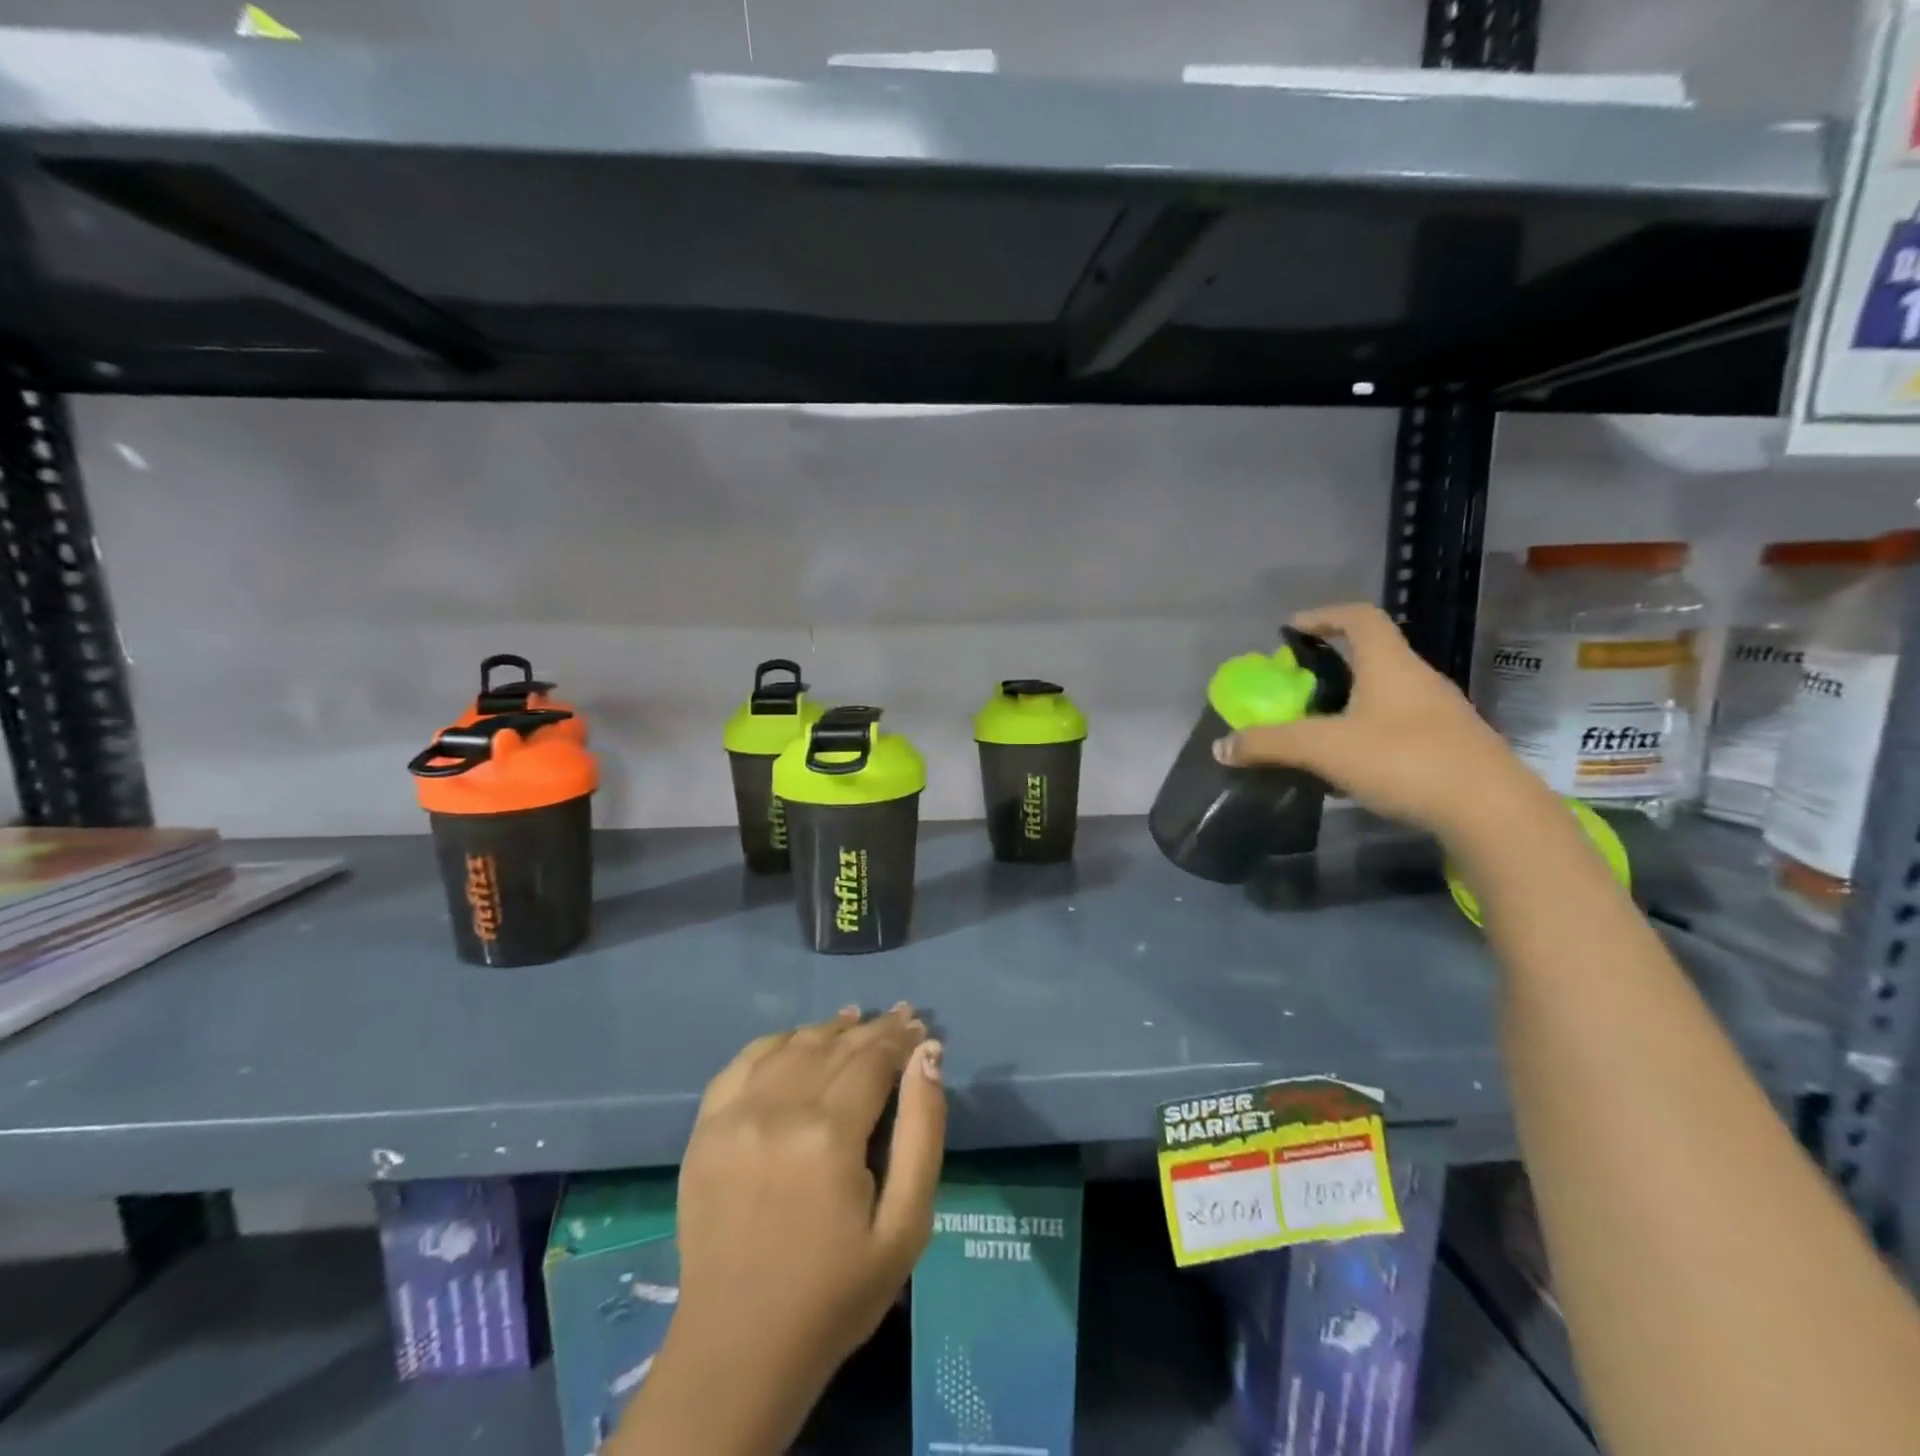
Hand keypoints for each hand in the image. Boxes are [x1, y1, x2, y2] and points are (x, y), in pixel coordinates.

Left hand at [616, 1005, 944, 1455]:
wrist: (740, 1350)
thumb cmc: (837, 1293)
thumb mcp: (905, 1226)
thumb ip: (923, 1133)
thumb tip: (928, 1056)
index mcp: (829, 1134)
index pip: (872, 1059)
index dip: (899, 1038)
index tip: (920, 1027)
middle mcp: (778, 1109)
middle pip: (834, 1047)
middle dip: (873, 1029)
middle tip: (900, 1017)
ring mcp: (734, 1116)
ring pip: (791, 1047)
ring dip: (827, 1029)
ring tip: (856, 1019)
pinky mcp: (704, 1130)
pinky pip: (743, 1063)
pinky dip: (775, 1043)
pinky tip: (797, 1040)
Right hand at [1213, 603, 1546, 844]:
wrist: (1491, 811)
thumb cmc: (1404, 760)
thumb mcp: (1324, 749)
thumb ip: (1270, 744)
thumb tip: (1221, 747)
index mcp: (1390, 664)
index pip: (1359, 618)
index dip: (1323, 615)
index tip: (1291, 630)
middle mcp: (1418, 679)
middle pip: (1372, 655)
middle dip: (1330, 665)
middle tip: (1295, 686)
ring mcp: (1440, 713)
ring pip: (1386, 693)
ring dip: (1350, 701)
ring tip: (1317, 727)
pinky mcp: (1450, 746)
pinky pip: (1399, 725)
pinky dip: (1369, 731)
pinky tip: (1351, 763)